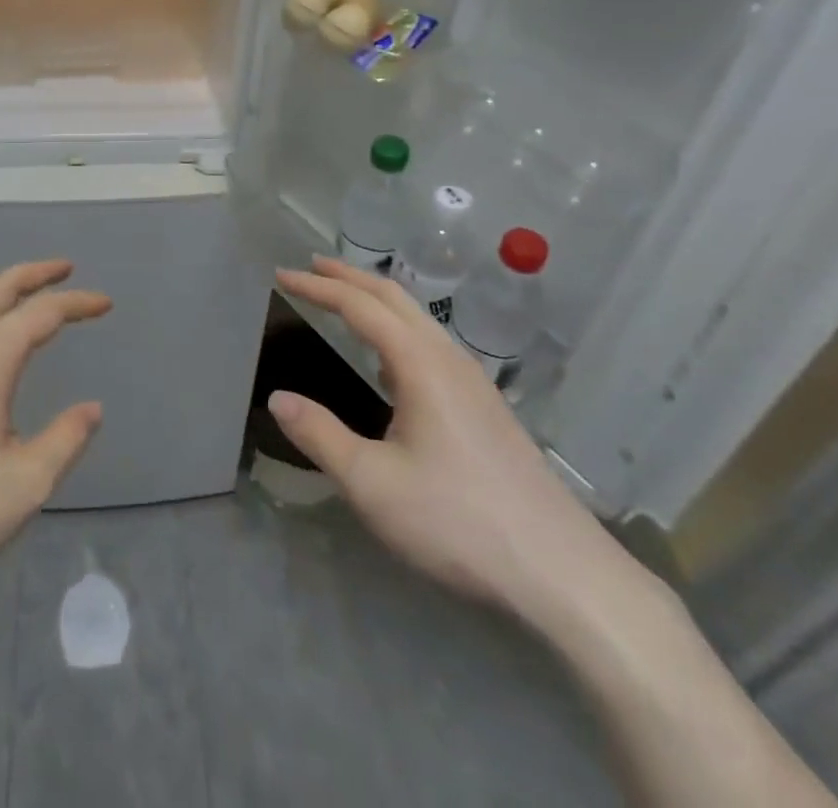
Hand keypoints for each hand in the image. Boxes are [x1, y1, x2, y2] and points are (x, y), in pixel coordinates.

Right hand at [270, 257, 623, 626]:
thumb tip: (277, 399)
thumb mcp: (373, 485)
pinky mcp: (485, 406)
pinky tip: (389, 360)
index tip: (281, 274)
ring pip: (417, 319)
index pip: (359, 306)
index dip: (318, 286)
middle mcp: (447, 359)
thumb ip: (320, 436)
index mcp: (419, 364)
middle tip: (311, 266)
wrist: (560, 570)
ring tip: (343, 300)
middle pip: (393, 298)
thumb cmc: (457, 521)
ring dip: (375, 300)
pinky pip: (430, 343)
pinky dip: (396, 326)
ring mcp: (473, 381)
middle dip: (349, 277)